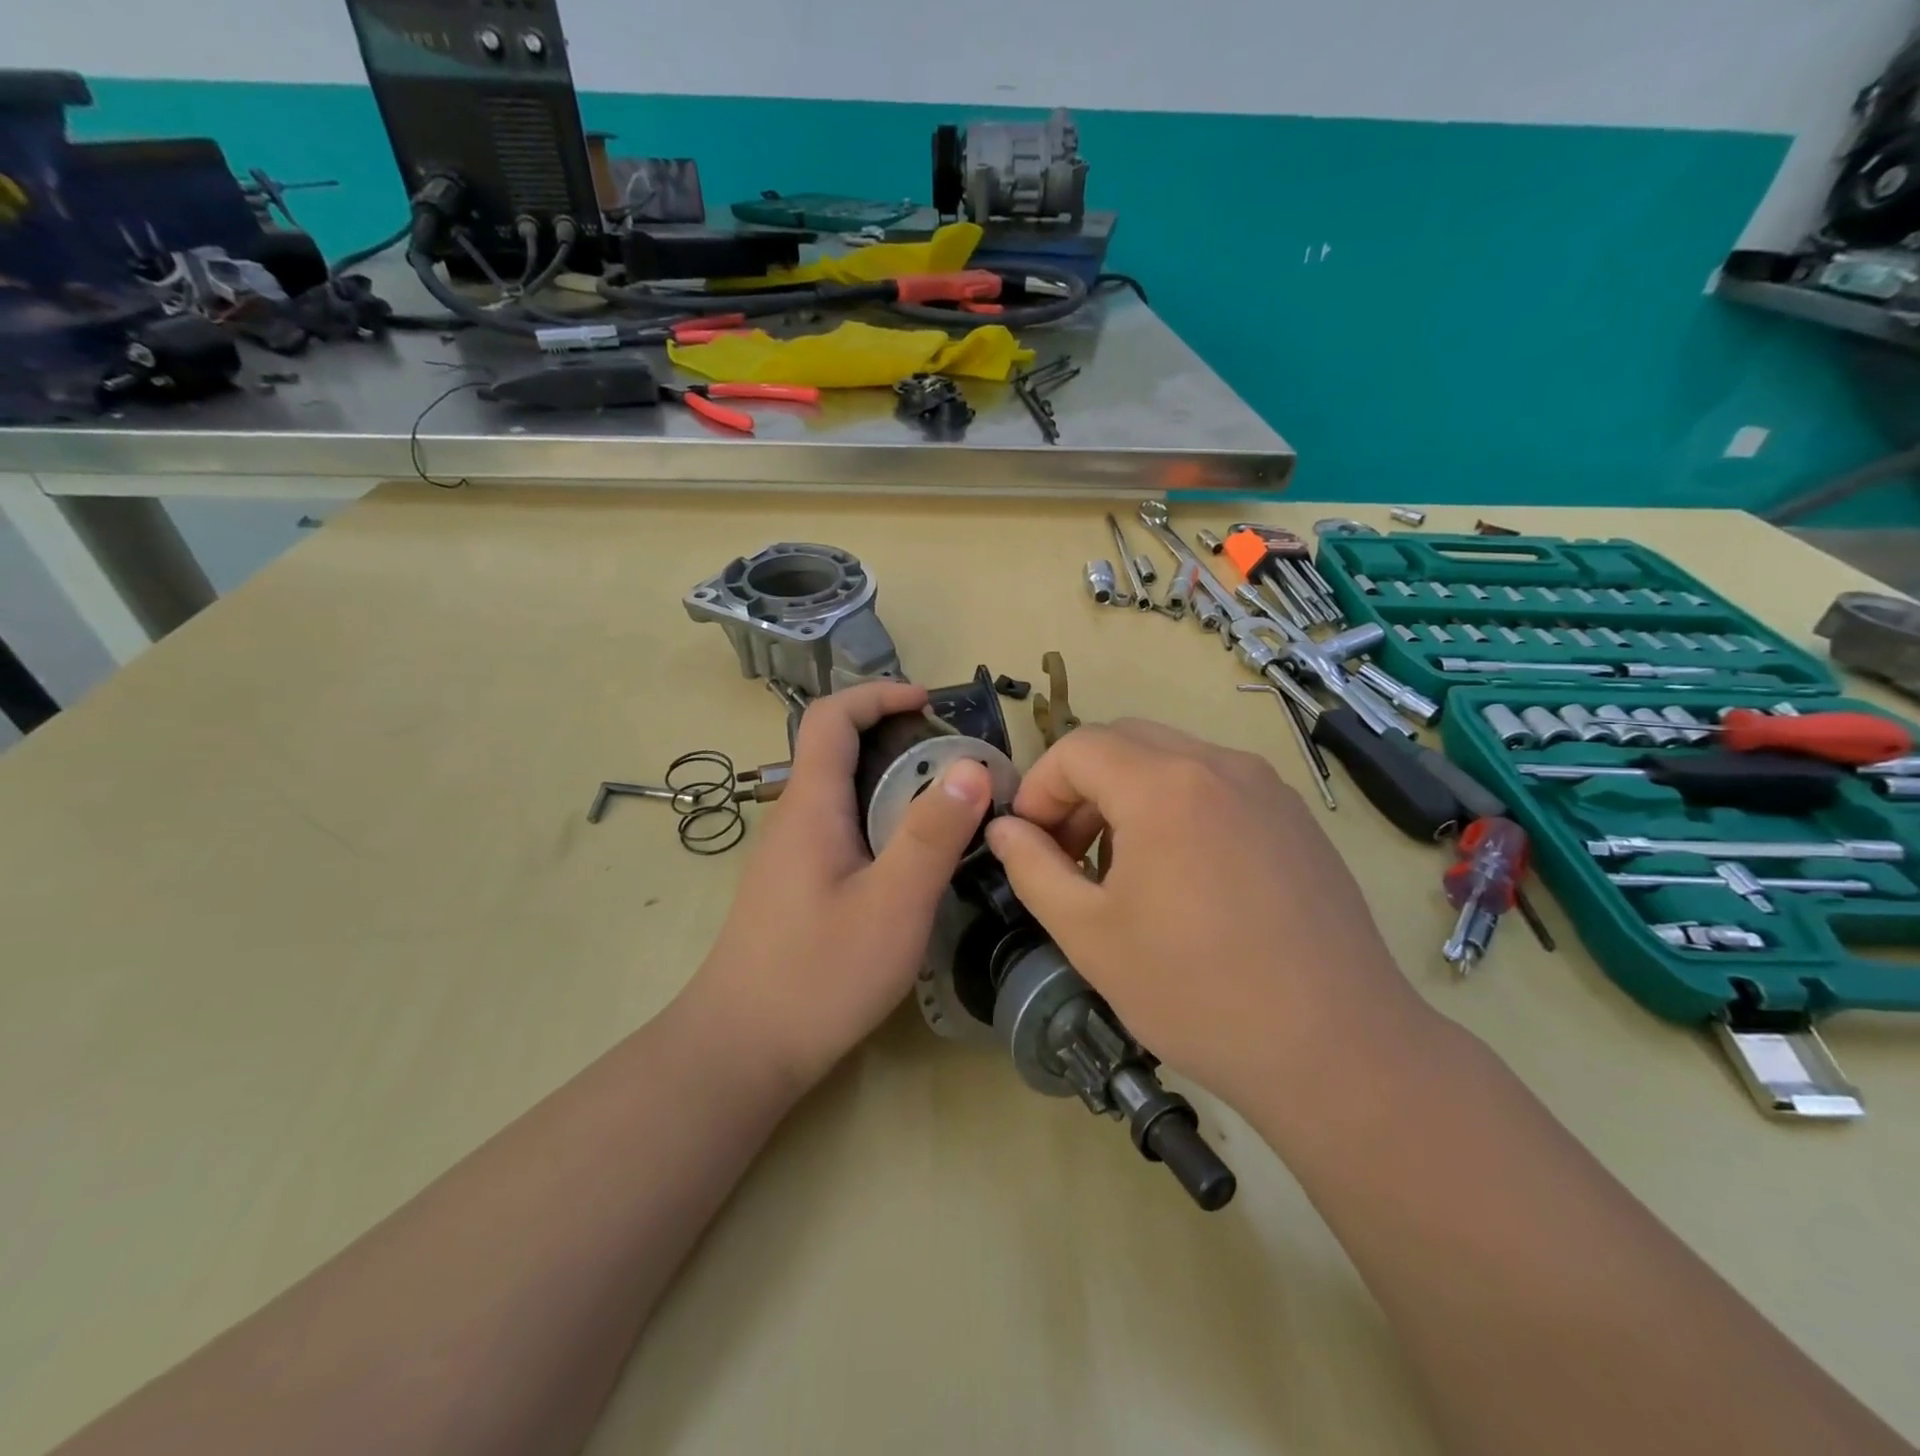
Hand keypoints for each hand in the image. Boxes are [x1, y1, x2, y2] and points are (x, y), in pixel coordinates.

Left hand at [687, 682, 991, 1090]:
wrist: (741, 1049)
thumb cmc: (819, 974)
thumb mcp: (893, 903)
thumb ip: (932, 834)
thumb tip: (973, 766)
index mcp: (811, 805)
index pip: (830, 716)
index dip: (878, 694)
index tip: (929, 703)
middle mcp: (794, 817)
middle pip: (837, 748)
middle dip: (896, 736)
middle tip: (956, 761)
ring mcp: (791, 853)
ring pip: (841, 791)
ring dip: (891, 780)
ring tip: (947, 804)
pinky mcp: (796, 884)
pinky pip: (841, 826)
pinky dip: (880, 817)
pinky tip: (911, 858)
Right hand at [984, 720, 1429, 1115]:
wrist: (1337, 1048)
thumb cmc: (1196, 992)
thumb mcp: (1090, 935)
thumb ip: (1033, 869)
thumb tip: (1004, 829)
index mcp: (1164, 786)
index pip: (1077, 748)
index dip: (1039, 788)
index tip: (1029, 842)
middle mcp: (1219, 765)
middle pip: (1124, 741)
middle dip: (1080, 786)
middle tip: (1069, 852)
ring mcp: (1266, 787)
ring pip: (1172, 759)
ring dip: (1127, 794)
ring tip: (1121, 868)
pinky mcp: (1294, 817)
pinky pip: (1215, 784)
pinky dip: (1176, 805)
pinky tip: (1181, 875)